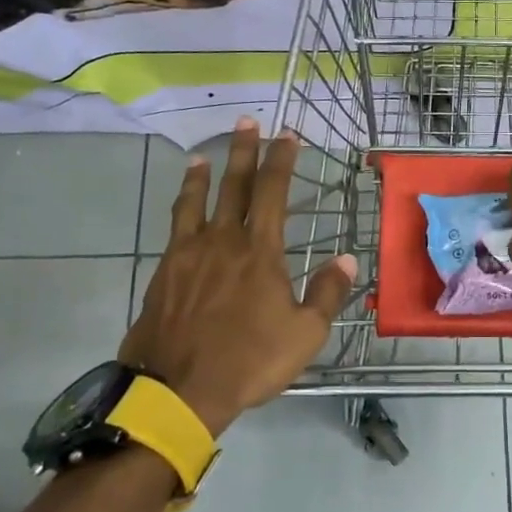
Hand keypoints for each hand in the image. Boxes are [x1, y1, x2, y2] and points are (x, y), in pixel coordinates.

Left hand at [118, 119, 356, 436]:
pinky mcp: (164, 272)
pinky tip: (182, 209)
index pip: (273, 192)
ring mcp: (188, 254)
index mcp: (259, 252)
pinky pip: (175, 228)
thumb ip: (327, 293)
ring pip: (196, 202)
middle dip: (244, 152)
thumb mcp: (304, 334)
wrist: (178, 389)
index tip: (287, 135)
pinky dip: (181, 208)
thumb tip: (347, 259)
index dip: (281, 160)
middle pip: (234, 186)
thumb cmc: (249, 361)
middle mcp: (222, 241)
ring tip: (203, 156)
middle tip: (247, 122)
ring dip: (203, 175)